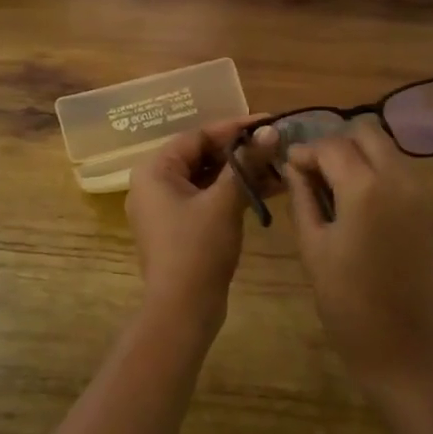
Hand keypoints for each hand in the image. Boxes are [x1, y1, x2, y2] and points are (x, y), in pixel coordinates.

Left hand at [125, 117, 276, 325]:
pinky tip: (265, 189)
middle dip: (241, 152)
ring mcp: (165, 207)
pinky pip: (206, 198)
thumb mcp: (225, 201)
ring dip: (240, 172)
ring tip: (278, 166)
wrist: (183, 310)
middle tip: (277, 145)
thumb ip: (247, 163)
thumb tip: (271, 132)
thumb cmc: (198, 249)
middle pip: (202, 155)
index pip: (198, 136)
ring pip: (207, 178)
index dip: (236, 128)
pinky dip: (232, 193)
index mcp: (154, 170)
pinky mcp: (179, 227)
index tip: (270, 122)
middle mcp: (154, 183)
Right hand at [282, 118, 432, 393]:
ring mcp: (423, 192)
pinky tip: (360, 204)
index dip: (306, 152)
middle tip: (314, 173)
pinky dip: (379, 174)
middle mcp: (400, 179)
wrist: (406, 347)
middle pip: (367, 134)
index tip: (289, 167)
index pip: (331, 146)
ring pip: (387, 150)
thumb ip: (303, 198)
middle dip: (337, 145)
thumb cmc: (348, 302)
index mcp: (366, 188)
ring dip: (360, 157)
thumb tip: (294, 167)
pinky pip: (402, 172)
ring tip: (335, 189)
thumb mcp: (313, 247)